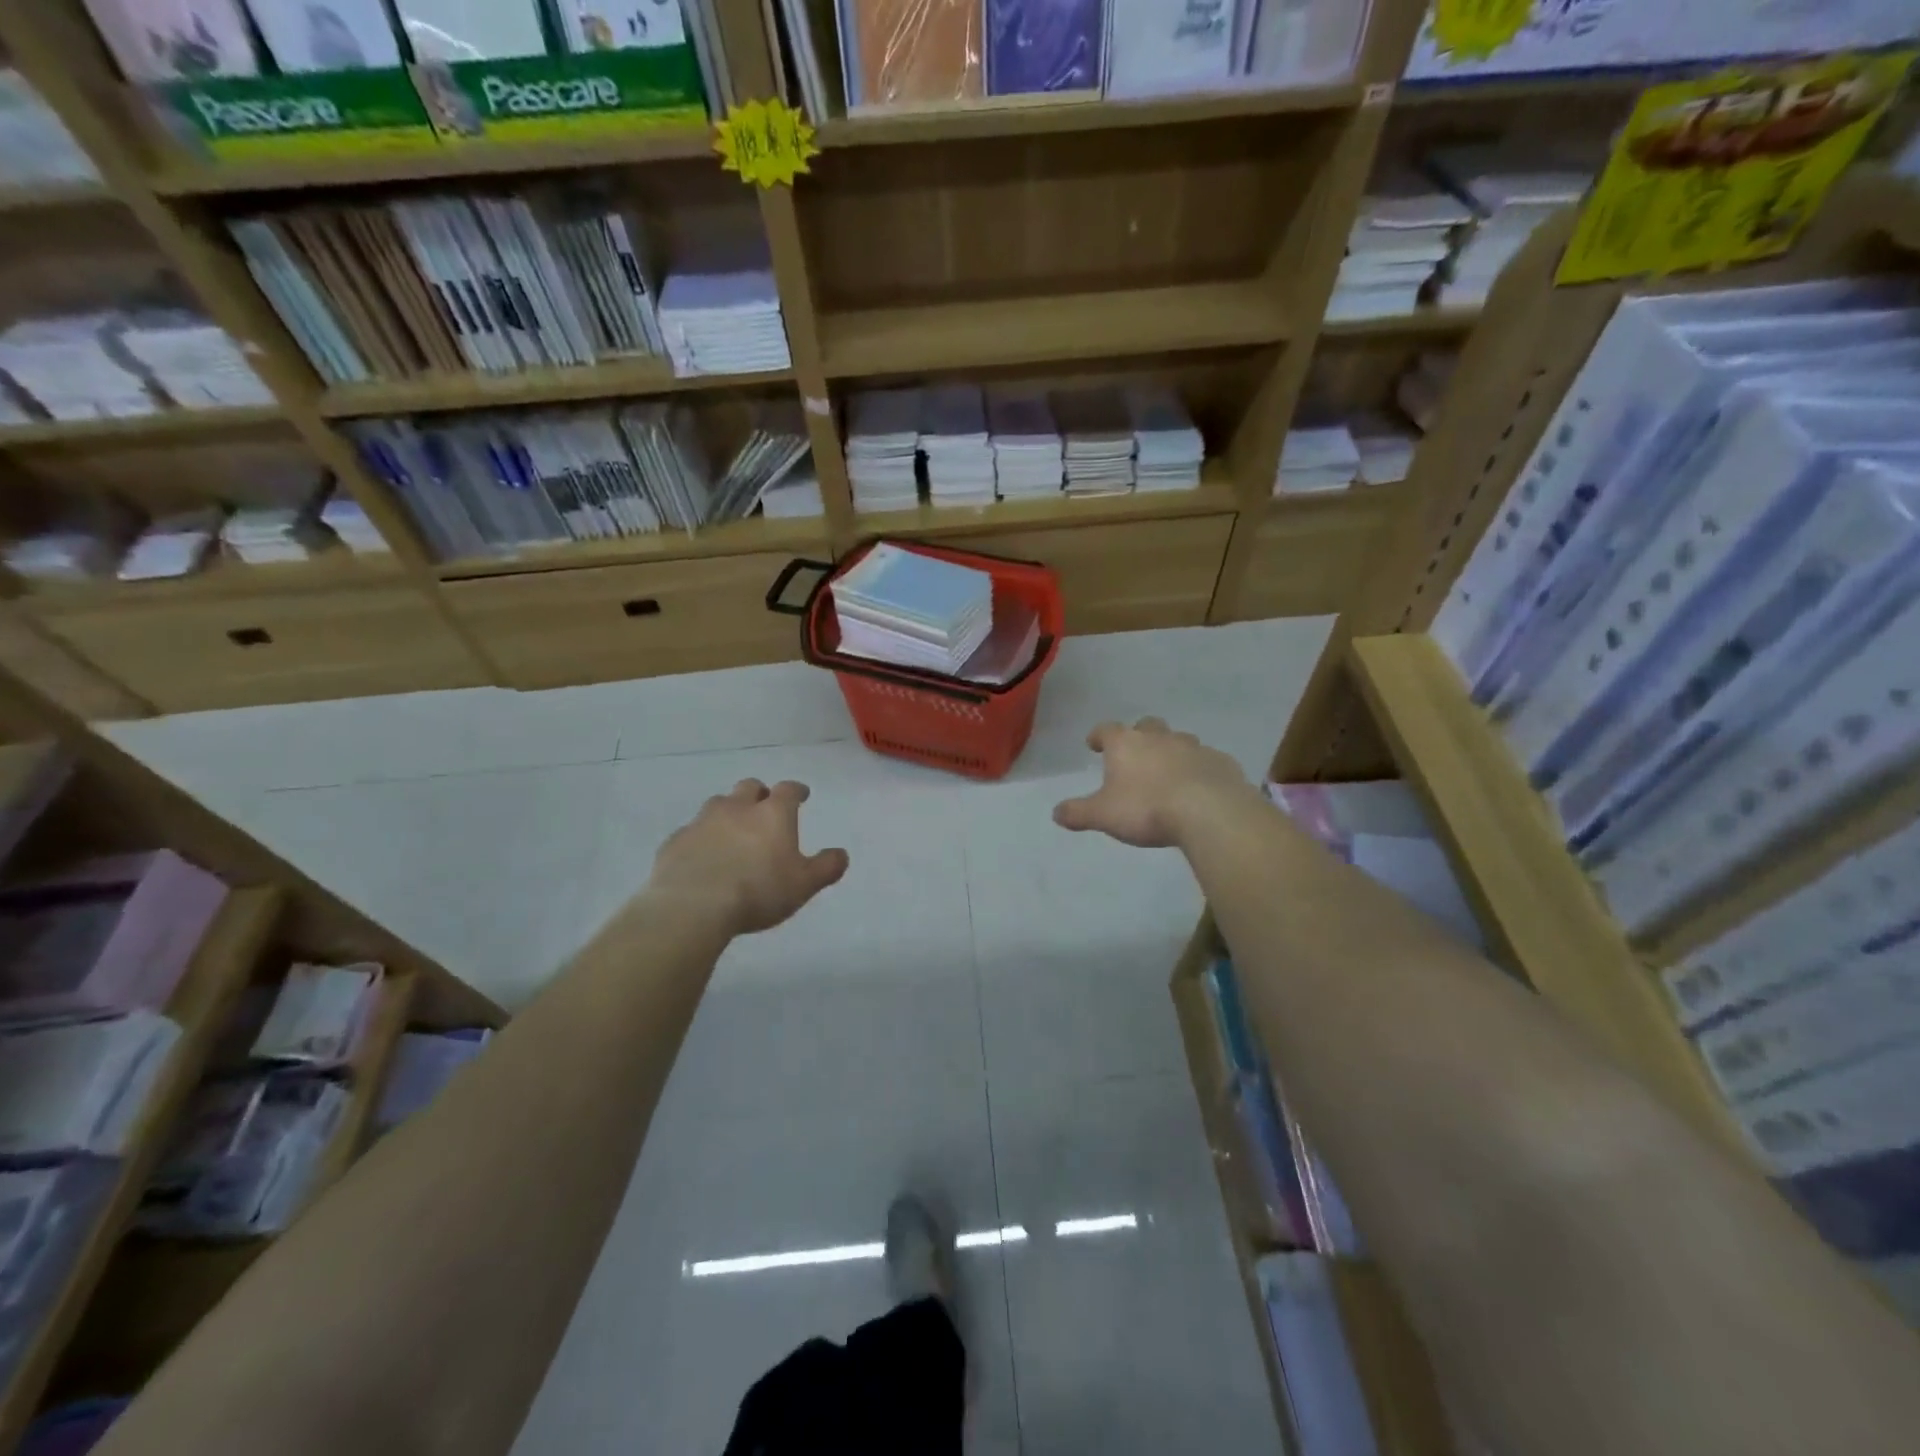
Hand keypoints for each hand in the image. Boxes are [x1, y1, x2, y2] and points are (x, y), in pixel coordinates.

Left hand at [648, 779, 848, 935]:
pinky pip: (692, 832)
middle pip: (749, 787)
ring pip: (718, 804)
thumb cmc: (758, 891)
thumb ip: (826, 868)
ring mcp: (702, 822)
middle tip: (764, 808)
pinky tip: (703, 856)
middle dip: (759, 794)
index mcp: (772, 814)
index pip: (788, 790)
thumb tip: (841, 854)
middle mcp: (737, 808)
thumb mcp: (804, 885)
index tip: (801, 795)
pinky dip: (701, 838)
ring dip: (728, 812)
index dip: (797, 791)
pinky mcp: (676, 841)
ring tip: (732, 831)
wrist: (693, 906)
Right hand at [1053, 718, 1253, 848]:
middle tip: (1135, 754)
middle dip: (1139, 736)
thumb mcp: (1103, 816)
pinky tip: (1199, 787)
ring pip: (1179, 740)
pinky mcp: (1221, 763)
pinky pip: (1206, 761)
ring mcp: (1194, 747)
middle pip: (1146, 726)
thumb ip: (1078, 813)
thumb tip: (1056, 813)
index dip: (1098, 736)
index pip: (1106, 730)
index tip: (1094, 744)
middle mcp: (1159, 738)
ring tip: (1168, 771)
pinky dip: (1199, 769)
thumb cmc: (1147, 809)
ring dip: (1172, 750)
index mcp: (1126, 745)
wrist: (1209, 812)